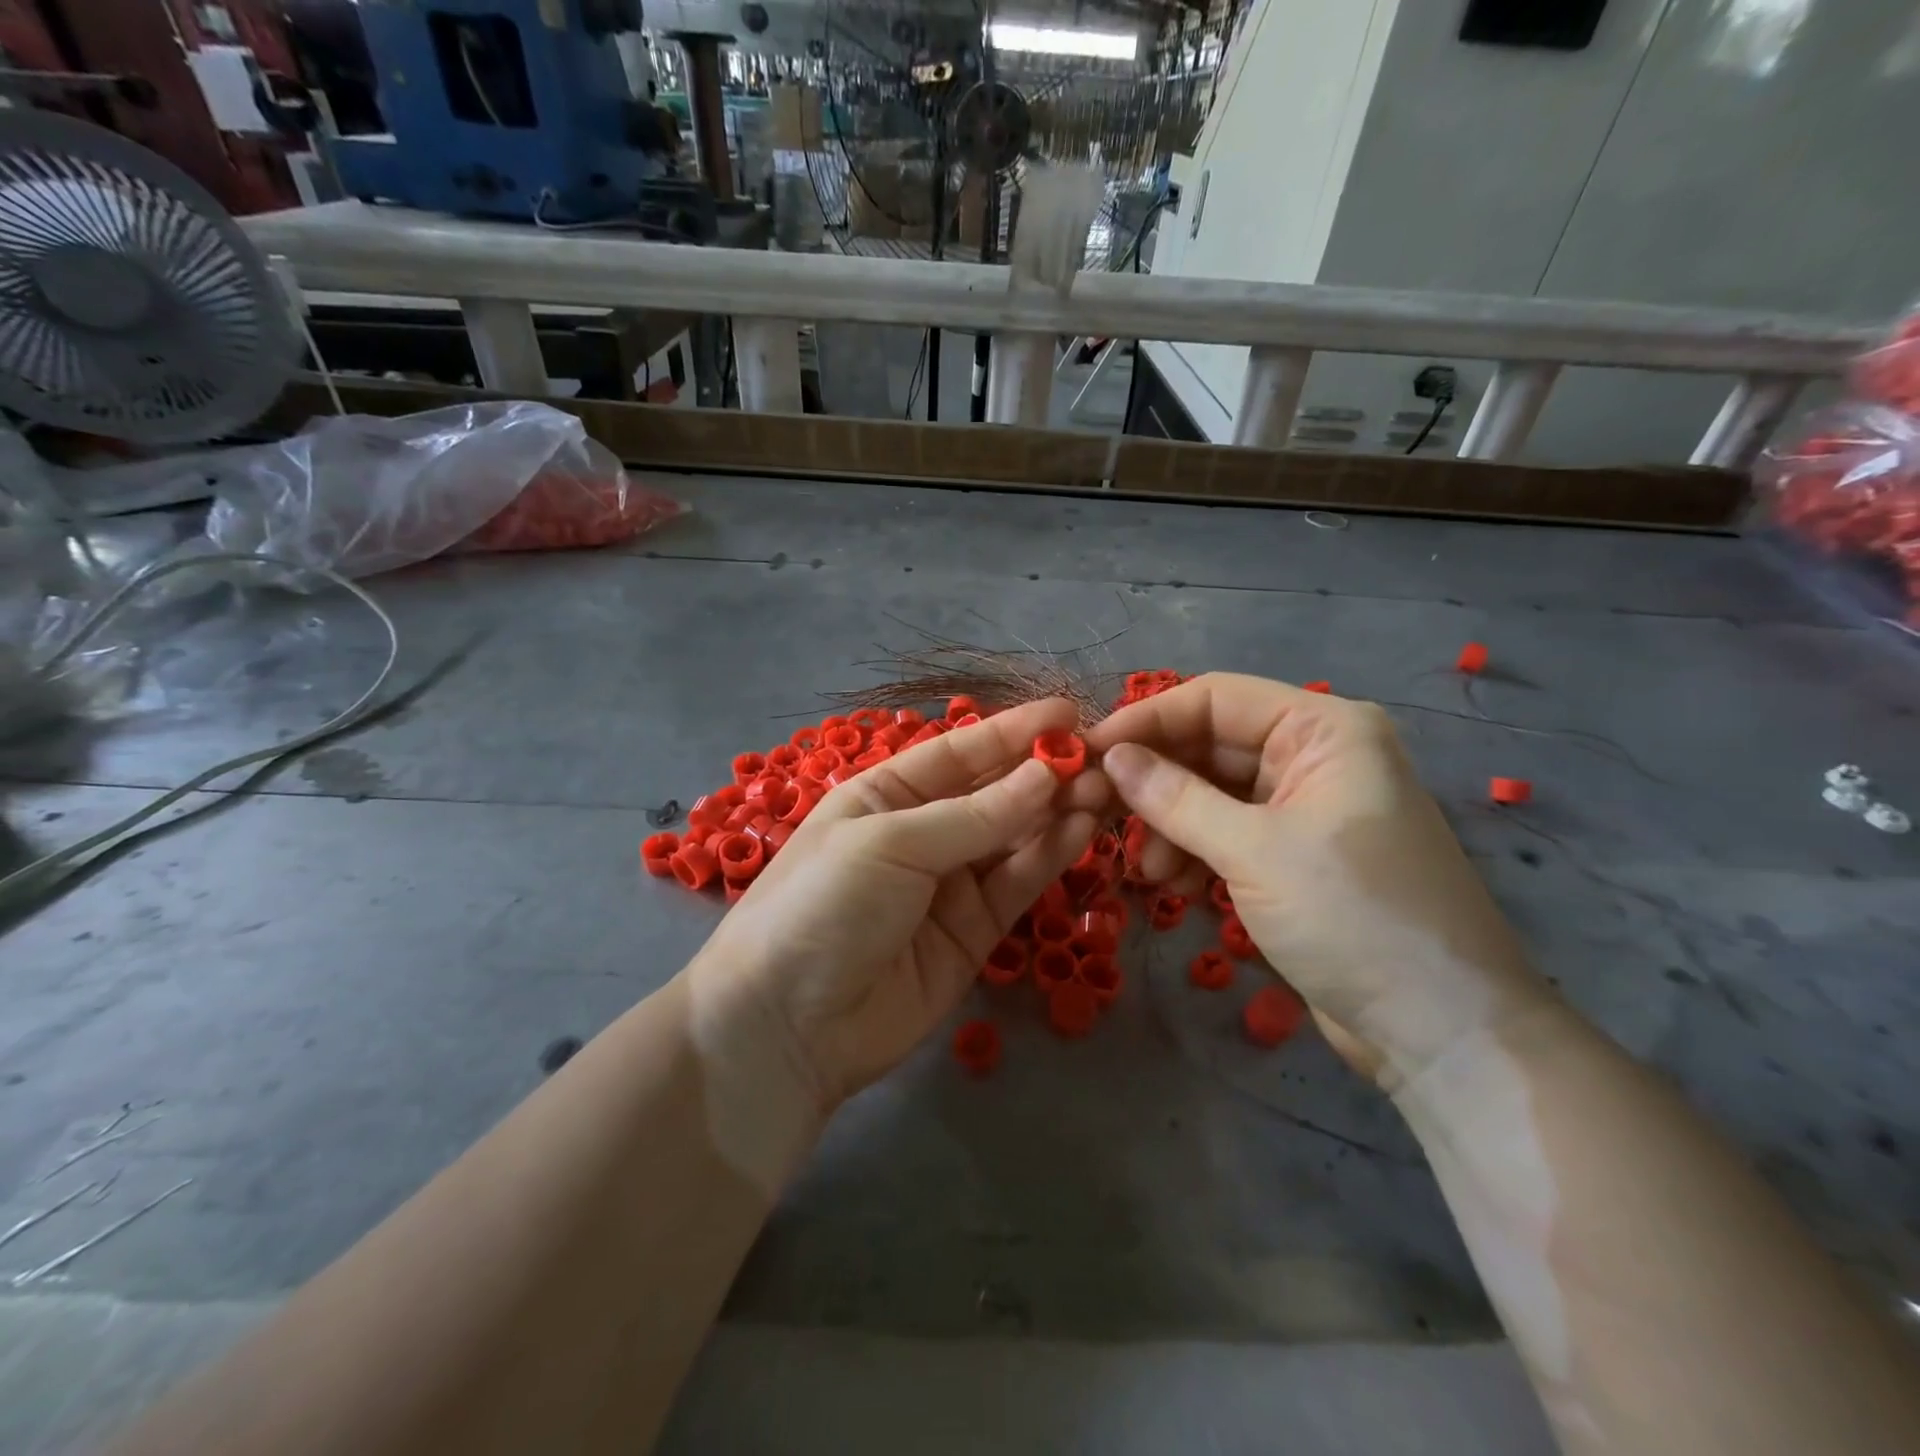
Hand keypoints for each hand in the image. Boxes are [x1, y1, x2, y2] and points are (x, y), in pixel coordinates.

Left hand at [690, 698, 1104, 1107]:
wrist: (786, 1028)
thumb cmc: (823, 907)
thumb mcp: (890, 844)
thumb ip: (974, 816)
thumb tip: (1047, 774)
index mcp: (885, 795)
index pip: (958, 753)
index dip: (1011, 732)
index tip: (1067, 713)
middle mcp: (921, 833)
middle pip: (993, 793)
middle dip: (1043, 773)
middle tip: (1102, 757)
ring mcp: (949, 884)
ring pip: (1014, 837)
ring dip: (1057, 811)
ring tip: (1104, 788)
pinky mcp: (974, 931)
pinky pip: (1018, 883)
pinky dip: (1050, 855)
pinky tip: (1083, 828)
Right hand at [1085, 673, 1552, 1087]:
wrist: (1441, 1031)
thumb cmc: (1354, 919)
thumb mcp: (1254, 851)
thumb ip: (1175, 798)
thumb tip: (1110, 757)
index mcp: (1323, 729)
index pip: (1215, 698)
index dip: (1147, 721)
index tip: (1087, 752)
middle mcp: (1315, 755)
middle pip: (1210, 745)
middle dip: (1157, 781)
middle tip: (1103, 814)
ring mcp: (1305, 806)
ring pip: (1212, 792)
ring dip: (1171, 824)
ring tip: (1147, 869)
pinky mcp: (1295, 853)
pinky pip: (1227, 832)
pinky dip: (1194, 851)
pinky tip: (1175, 885)